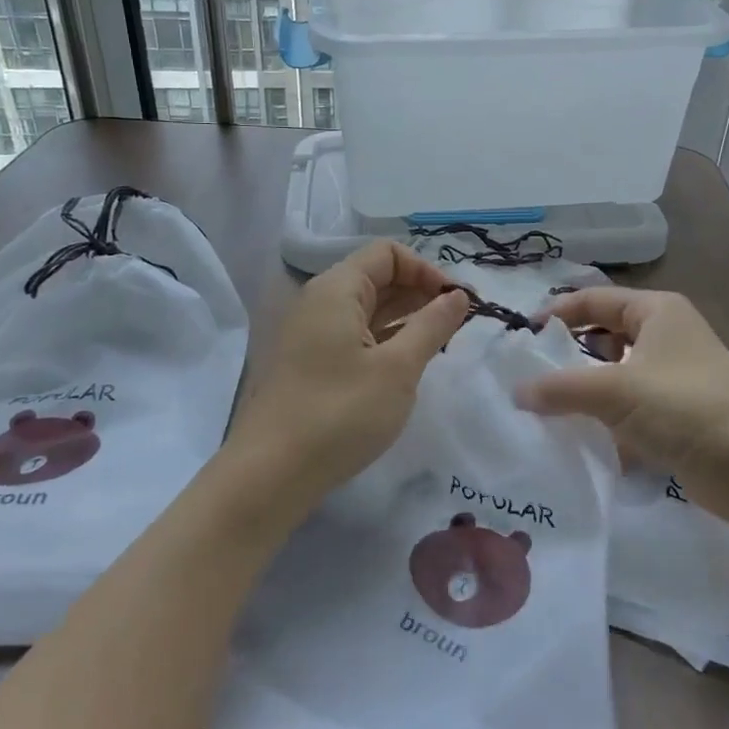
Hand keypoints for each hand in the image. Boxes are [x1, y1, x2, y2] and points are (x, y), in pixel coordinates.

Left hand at [225, 241, 467, 523]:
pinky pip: (355, 335)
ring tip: (440, 346)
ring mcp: (312, 334)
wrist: (270, 475)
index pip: (388, 253)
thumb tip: (459, 296)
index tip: (457, 304)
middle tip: (457, 326)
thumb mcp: (398, 369)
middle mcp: (320, 301)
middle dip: (420, 294)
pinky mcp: (311, 363)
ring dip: (406, 319)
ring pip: (368, 309)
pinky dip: (385, 340)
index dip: (427, 270)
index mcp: (336, 289)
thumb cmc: (340, 413)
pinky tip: (408, 365)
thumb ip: (432, 326)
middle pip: (377, 277)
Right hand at [515, 287, 728, 530]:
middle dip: (569, 354)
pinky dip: (607, 419)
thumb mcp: (615, 391)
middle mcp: (667, 336)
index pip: (595, 299)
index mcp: (657, 311)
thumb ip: (560, 388)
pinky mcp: (680, 416)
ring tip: (548, 408)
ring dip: (586, 390)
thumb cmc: (685, 407)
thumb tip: (516, 392)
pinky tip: (582, 438)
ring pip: (617, 375)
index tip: (523, 337)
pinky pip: (631, 408)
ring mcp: (675, 377)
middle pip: (605, 335)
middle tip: (531, 374)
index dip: (558, 312)